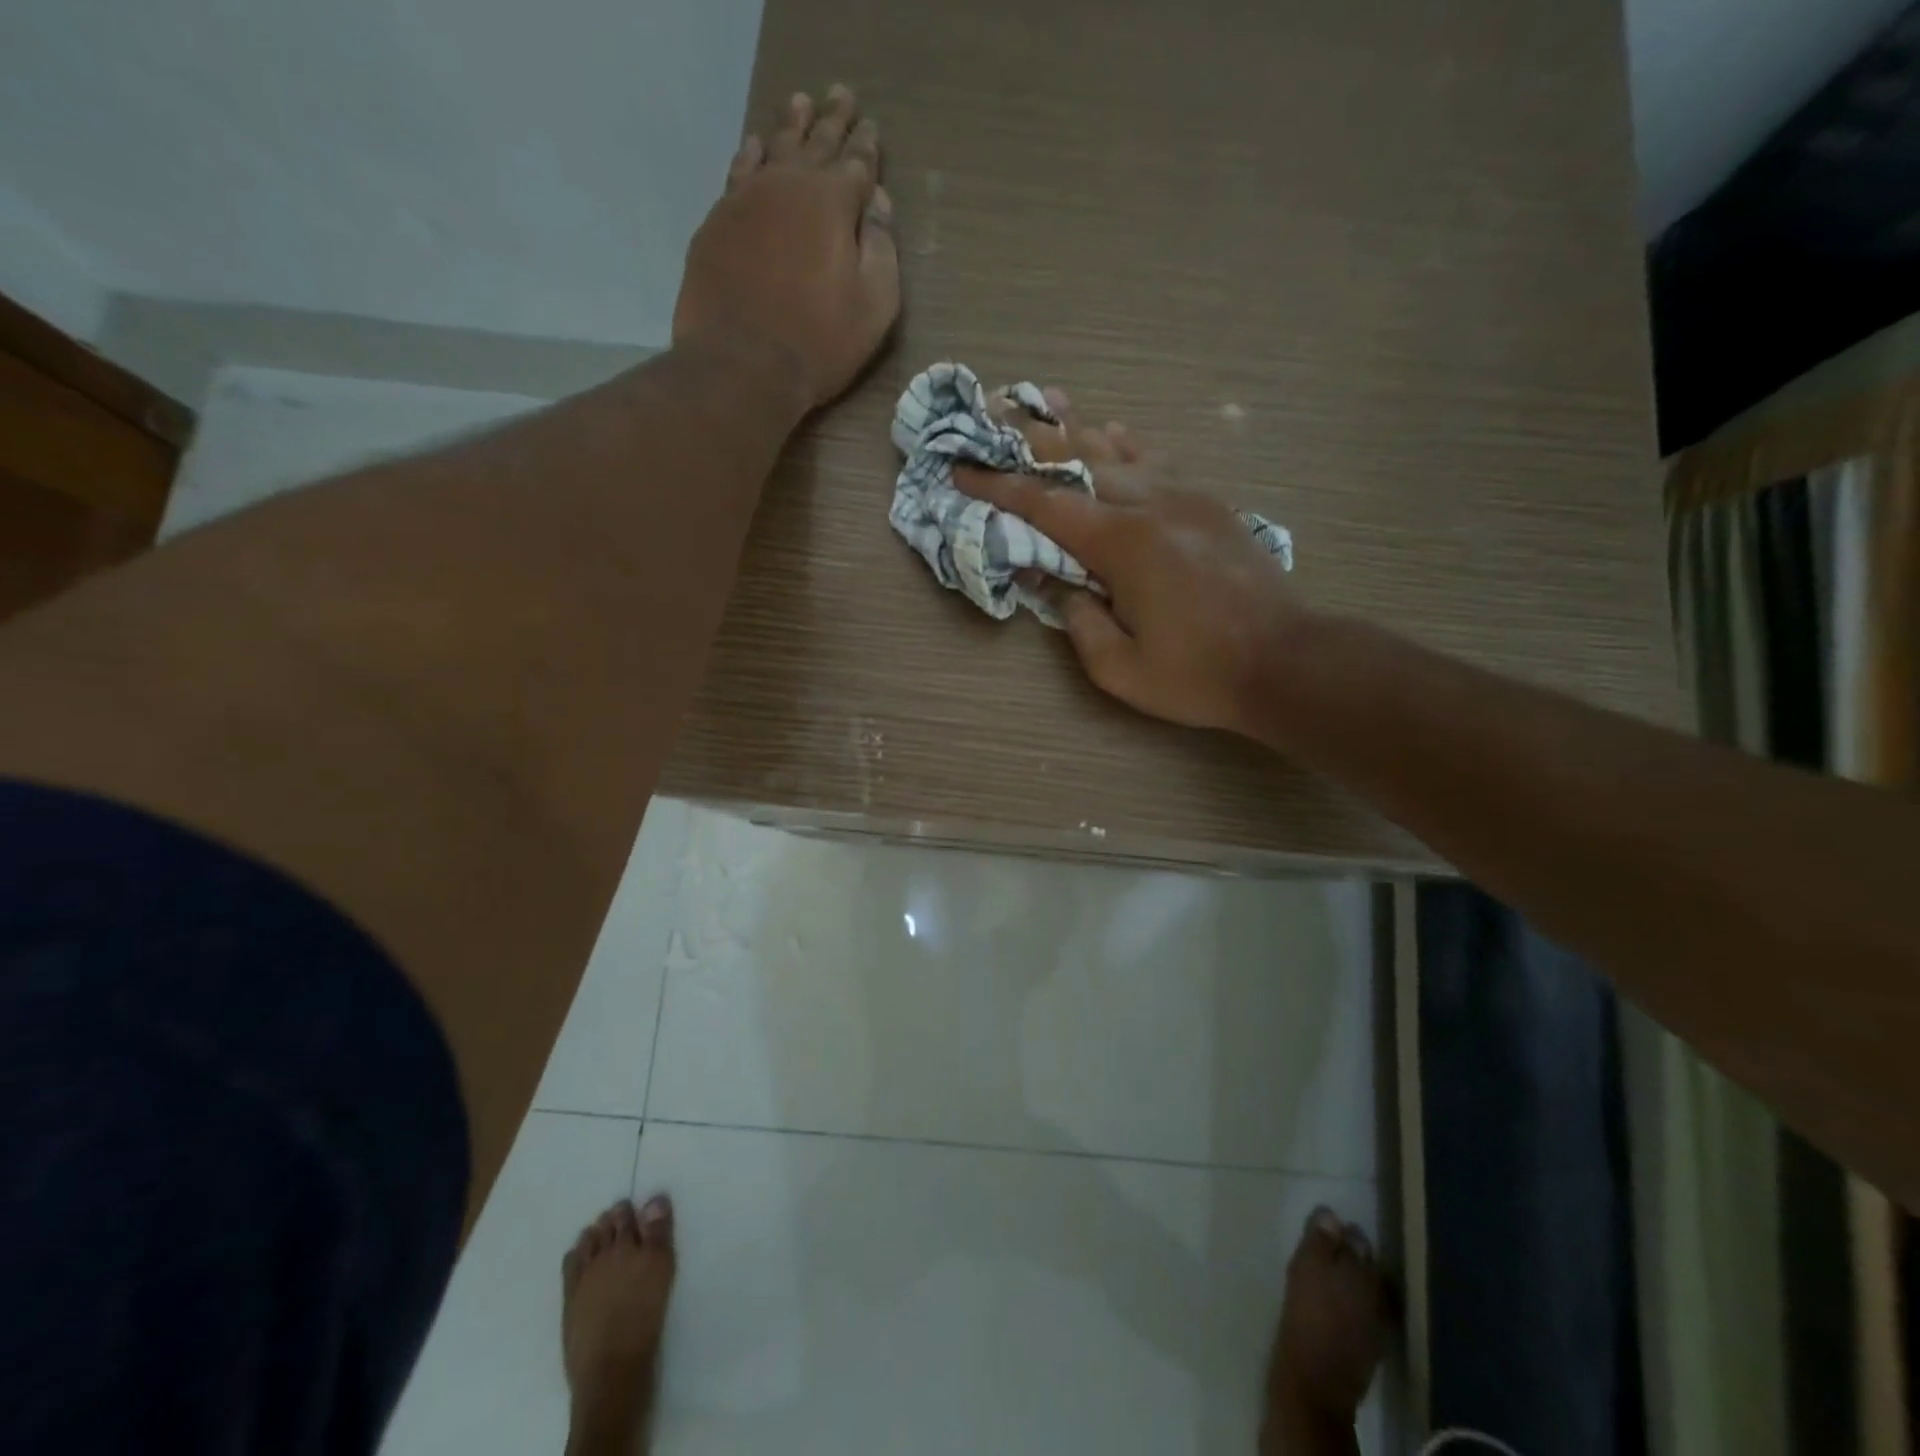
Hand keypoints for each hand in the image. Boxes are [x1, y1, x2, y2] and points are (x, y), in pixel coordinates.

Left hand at [673, 84, 899, 408]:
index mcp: (833, 204)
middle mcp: (788, 186)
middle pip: (815, 143)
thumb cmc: (819, 342)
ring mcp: (746, 199)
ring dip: (791, 125)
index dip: (867, 147)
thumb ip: (883, 250)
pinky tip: (756, 145)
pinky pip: (738, 172)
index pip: (857, 164)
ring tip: (800, 103)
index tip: (872, 128)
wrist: (741, 365)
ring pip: (774, 148)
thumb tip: (879, 205)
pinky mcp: (717, 222)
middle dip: (833, 120)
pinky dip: (751, 154)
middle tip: (841, 94)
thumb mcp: (874, 306)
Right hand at [954, 398, 1311, 737]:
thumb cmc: (1197, 674)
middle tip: (996, 414)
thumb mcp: (1119, 668)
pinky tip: (1114, 432)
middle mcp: (1151, 504)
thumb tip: (1054, 583)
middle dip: (1032, 440)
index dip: (998, 487)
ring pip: (1121, 450)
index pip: (1045, 504)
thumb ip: (1076, 621)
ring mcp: (1186, 497)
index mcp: (1122, 543)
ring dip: (1079, 428)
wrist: (1285, 661)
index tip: (962, 469)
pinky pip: (1159, 460)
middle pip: (1080, 459)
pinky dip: (1128, 445)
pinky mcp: (1210, 504)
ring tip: (1049, 401)